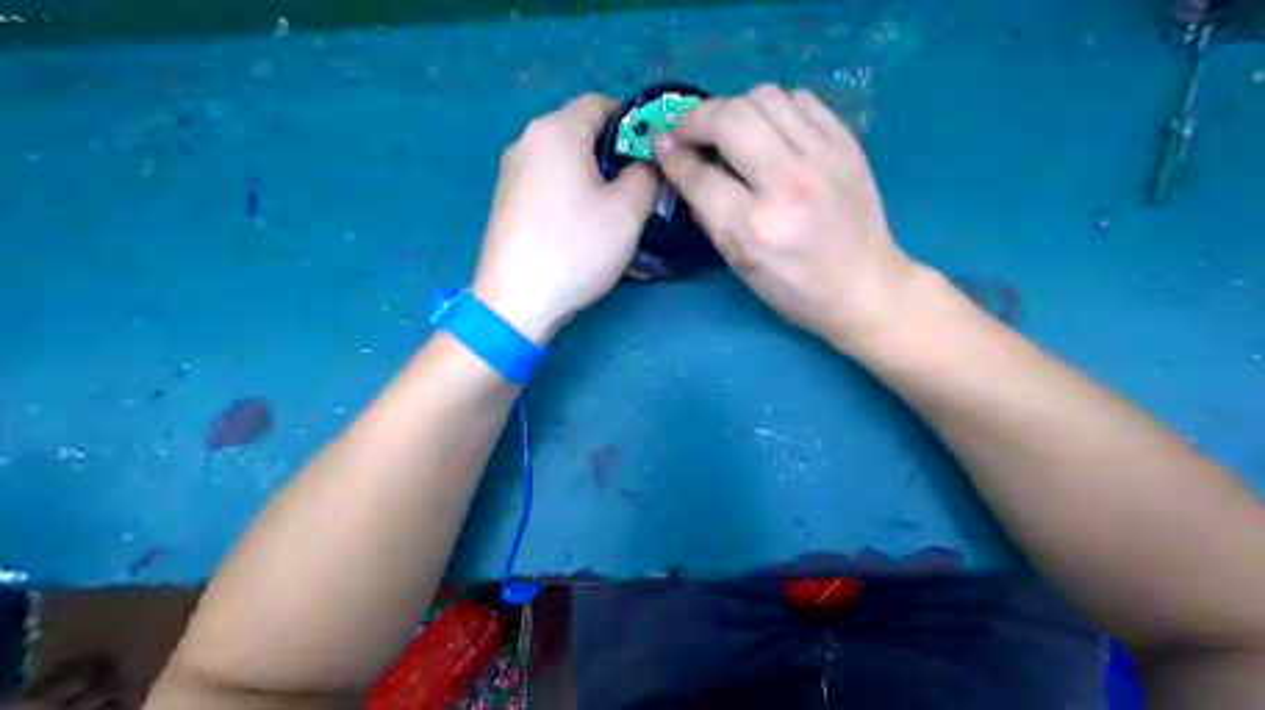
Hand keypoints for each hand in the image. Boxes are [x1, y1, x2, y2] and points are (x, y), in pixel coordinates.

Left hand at [470, 94, 657, 344]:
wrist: (515, 301)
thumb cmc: (575, 248)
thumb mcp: (627, 211)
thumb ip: (646, 176)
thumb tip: (644, 166)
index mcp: (555, 131)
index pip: (601, 104)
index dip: (634, 123)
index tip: (653, 156)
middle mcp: (527, 142)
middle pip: (581, 135)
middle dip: (616, 158)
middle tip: (642, 190)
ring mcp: (511, 174)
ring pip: (566, 165)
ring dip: (596, 183)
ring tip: (618, 217)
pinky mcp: (507, 203)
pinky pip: (549, 188)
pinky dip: (573, 200)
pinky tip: (588, 233)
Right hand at [652, 80, 921, 347]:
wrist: (864, 286)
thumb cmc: (795, 287)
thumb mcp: (739, 264)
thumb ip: (708, 213)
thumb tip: (682, 167)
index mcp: (755, 228)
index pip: (700, 175)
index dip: (672, 155)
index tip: (661, 146)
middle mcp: (788, 184)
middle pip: (730, 118)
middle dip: (696, 118)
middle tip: (688, 132)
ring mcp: (823, 158)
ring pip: (764, 96)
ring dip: (734, 108)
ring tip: (728, 129)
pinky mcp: (847, 143)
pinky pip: (799, 99)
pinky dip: (773, 107)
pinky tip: (768, 129)